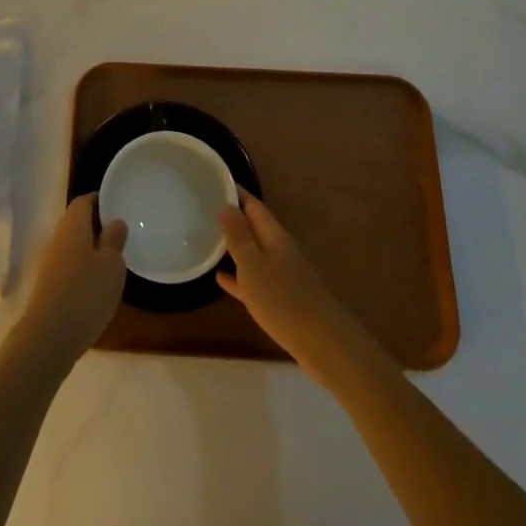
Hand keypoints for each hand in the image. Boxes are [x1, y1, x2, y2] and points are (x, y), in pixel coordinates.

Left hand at [8, 195, 126, 373]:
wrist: (48, 338)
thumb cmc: (85, 293)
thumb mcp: (111, 265)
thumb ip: (114, 240)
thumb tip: (115, 221)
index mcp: (73, 226)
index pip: (84, 201)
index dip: (100, 200)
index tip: (118, 205)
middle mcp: (58, 239)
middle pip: (77, 223)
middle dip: (97, 226)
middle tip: (120, 234)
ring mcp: (50, 265)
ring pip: (73, 247)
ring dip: (90, 250)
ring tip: (114, 262)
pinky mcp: (49, 288)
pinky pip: (69, 269)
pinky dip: (83, 271)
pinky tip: (97, 287)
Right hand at [217, 191, 361, 376]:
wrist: (322, 343)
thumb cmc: (283, 299)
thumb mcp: (253, 265)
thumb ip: (239, 236)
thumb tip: (227, 205)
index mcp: (274, 235)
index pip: (252, 205)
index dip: (235, 192)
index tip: (213, 181)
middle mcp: (279, 250)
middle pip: (254, 227)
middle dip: (232, 217)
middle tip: (203, 209)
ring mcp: (282, 275)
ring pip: (253, 253)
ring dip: (234, 246)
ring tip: (207, 239)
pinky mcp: (281, 299)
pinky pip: (255, 281)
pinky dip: (239, 277)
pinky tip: (221, 279)